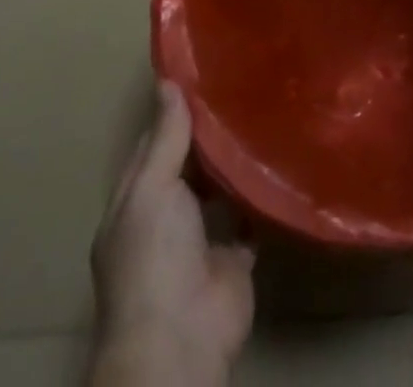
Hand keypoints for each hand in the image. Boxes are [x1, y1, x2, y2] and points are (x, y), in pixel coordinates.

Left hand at [89, 82, 255, 386]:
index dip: (173, 111)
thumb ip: (165, 137)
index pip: (154, 142)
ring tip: (260, 111)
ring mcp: (200, 238)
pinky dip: (258, 197)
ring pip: (218, 189)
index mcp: (136, 199)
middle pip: (188, 164)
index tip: (201, 72)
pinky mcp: (233, 259)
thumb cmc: (154, 256)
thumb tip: (168, 81)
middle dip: (208, 133)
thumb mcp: (152, 187)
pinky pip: (248, 220)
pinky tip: (276, 161)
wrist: (181, 340)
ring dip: (233, 162)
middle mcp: (166, 216)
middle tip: (240, 84)